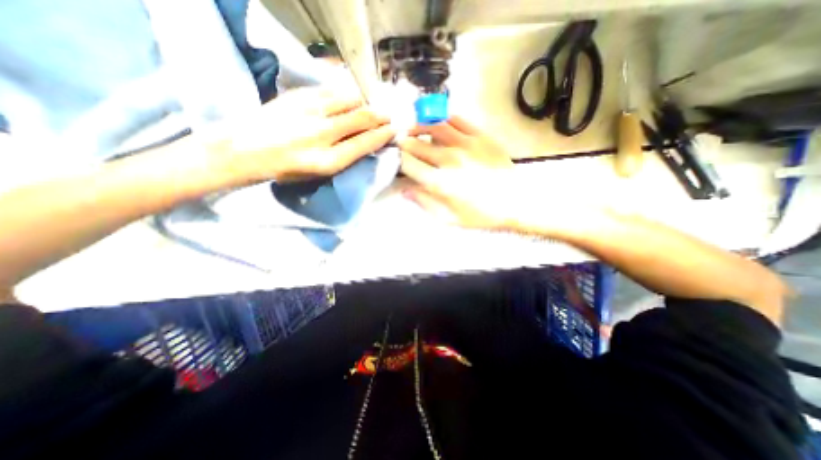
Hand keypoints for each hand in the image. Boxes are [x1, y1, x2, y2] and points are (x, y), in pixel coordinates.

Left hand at [221, 87, 394, 183]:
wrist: (245, 149)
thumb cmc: (286, 169)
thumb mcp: (320, 174)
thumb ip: (345, 158)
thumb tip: (366, 142)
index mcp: (329, 159)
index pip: (366, 142)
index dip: (384, 134)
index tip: (394, 130)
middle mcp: (323, 133)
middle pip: (363, 117)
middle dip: (381, 116)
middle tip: (389, 116)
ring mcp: (310, 110)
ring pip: (350, 99)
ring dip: (366, 103)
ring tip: (370, 107)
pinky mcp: (299, 95)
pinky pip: (333, 89)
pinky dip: (347, 93)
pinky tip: (350, 98)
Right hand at [396, 116, 514, 228]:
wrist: (516, 201)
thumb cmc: (482, 214)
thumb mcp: (450, 218)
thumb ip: (425, 203)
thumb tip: (404, 190)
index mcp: (439, 182)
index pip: (408, 164)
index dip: (397, 159)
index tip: (394, 158)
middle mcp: (448, 159)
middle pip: (416, 143)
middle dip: (403, 141)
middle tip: (399, 140)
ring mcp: (465, 144)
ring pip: (433, 125)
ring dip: (418, 124)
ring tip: (412, 125)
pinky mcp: (480, 136)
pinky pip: (457, 119)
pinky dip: (443, 118)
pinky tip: (438, 121)